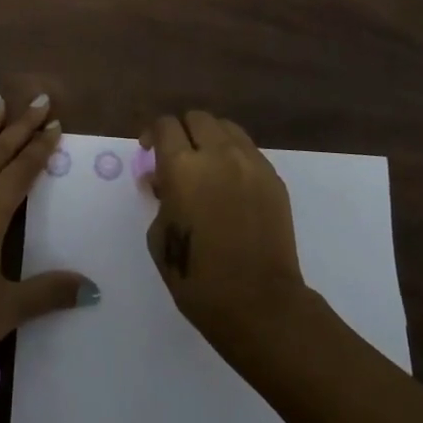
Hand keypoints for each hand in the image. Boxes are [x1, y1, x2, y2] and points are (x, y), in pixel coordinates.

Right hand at [143, 111, 309, 352]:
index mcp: (182, 167)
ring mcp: (250, 163)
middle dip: (183, 132)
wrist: (259, 303)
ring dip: (210, 138)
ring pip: (226, 128)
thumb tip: (161, 180)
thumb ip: (159, 198)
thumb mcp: (160, 237)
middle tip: (177, 157)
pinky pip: (248, 150)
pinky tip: (229, 184)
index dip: (154, 134)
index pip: (165, 125)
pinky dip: (234, 156)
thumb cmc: (197, 278)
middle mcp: (217, 154)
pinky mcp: (273, 178)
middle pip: (197, 118)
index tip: (150, 152)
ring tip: (206, 165)